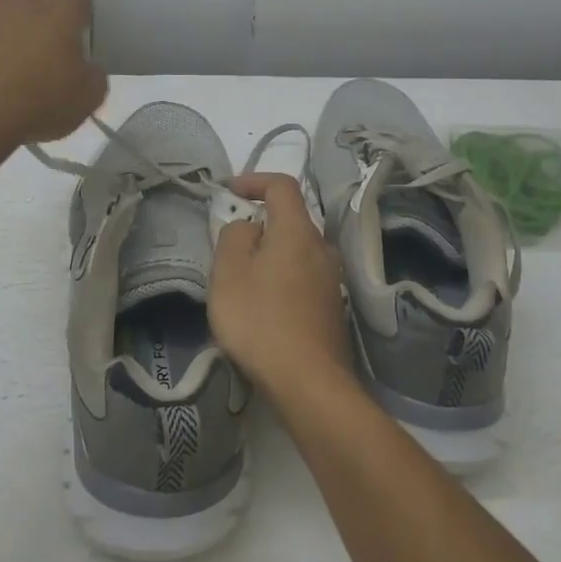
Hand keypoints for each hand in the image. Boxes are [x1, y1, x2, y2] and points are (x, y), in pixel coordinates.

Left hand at [0, 0, 107, 146]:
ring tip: (7, 59)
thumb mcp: (88, 98)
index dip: (78, 11)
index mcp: (58, 9)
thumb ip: (93, 75)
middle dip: (38, 12)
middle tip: (42, 47)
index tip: (77, 34)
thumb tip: (86, 68)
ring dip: (5, 24)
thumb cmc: (39, 101)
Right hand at [208, 173, 350, 404]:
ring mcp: (332, 279)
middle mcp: (322, 248)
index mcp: (298, 230)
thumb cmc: (261, 320)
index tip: (228, 191)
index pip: (281, 185)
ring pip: (297, 251)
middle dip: (259, 224)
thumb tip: (248, 227)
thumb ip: (233, 237)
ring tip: (243, 279)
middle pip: (290, 220)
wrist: (308, 382)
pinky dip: (281, 278)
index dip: (254, 180)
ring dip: (270, 255)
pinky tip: (264, 306)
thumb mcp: (229, 272)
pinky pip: (302, 277)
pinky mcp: (332, 308)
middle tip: (229, 245)